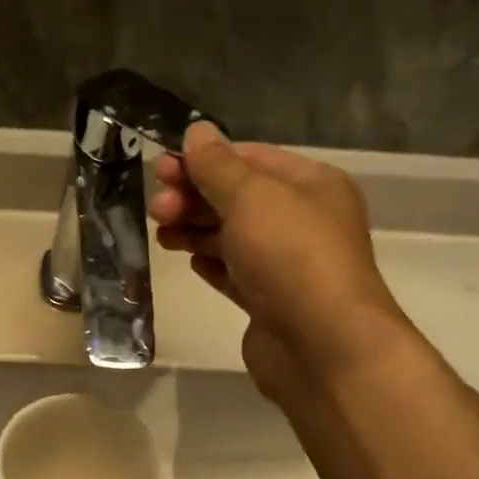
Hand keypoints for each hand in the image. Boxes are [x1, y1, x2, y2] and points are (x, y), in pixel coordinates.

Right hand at [151, 122, 415, 403]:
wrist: (321, 346)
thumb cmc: (290, 257)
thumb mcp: (251, 197)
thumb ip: (218, 166)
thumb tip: (196, 132)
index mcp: (311, 184)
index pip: (250, 159)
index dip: (204, 161)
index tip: (162, 169)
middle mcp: (302, 221)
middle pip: (238, 199)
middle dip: (194, 198)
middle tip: (156, 208)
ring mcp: (287, 265)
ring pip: (232, 237)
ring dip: (195, 230)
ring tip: (162, 235)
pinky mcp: (270, 303)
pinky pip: (234, 273)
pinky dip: (211, 264)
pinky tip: (188, 261)